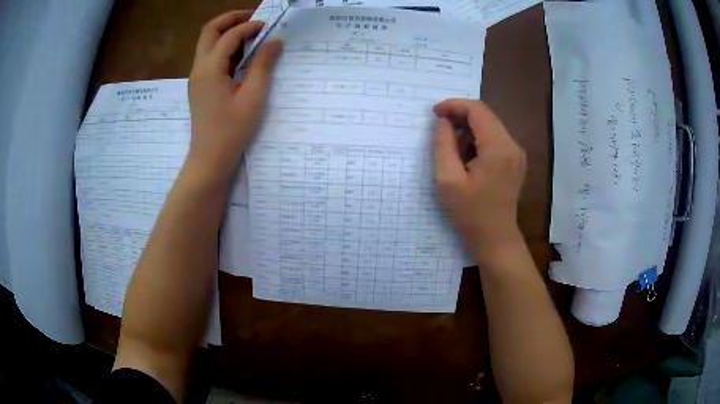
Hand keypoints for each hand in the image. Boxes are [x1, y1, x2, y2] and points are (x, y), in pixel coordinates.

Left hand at [187, 10, 282, 183]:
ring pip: (207, 43)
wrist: (210, 159)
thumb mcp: (253, 97)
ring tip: (250, 35)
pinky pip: (209, 57)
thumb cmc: (232, 131)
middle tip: (253, 18)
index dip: (250, 27)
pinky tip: (240, 56)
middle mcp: (199, 68)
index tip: (269, 28)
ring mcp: (196, 77)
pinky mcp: (199, 85)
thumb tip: (274, 41)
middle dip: (231, 19)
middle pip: (209, 31)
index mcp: (210, 69)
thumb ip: (263, 65)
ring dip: (227, 32)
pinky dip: (224, 48)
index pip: (229, 36)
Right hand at [432, 99, 526, 260]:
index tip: (434, 114)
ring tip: (453, 152)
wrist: (495, 239)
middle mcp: (512, 145)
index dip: (453, 106)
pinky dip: (477, 141)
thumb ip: (443, 144)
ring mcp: (516, 153)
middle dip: (460, 117)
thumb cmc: (470, 213)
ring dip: (468, 131)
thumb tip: (443, 122)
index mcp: (498, 147)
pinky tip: (467, 159)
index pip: (477, 110)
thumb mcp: (448, 179)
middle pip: (485, 115)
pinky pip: (494, 139)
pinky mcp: (515, 161)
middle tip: (439, 132)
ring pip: (489, 126)